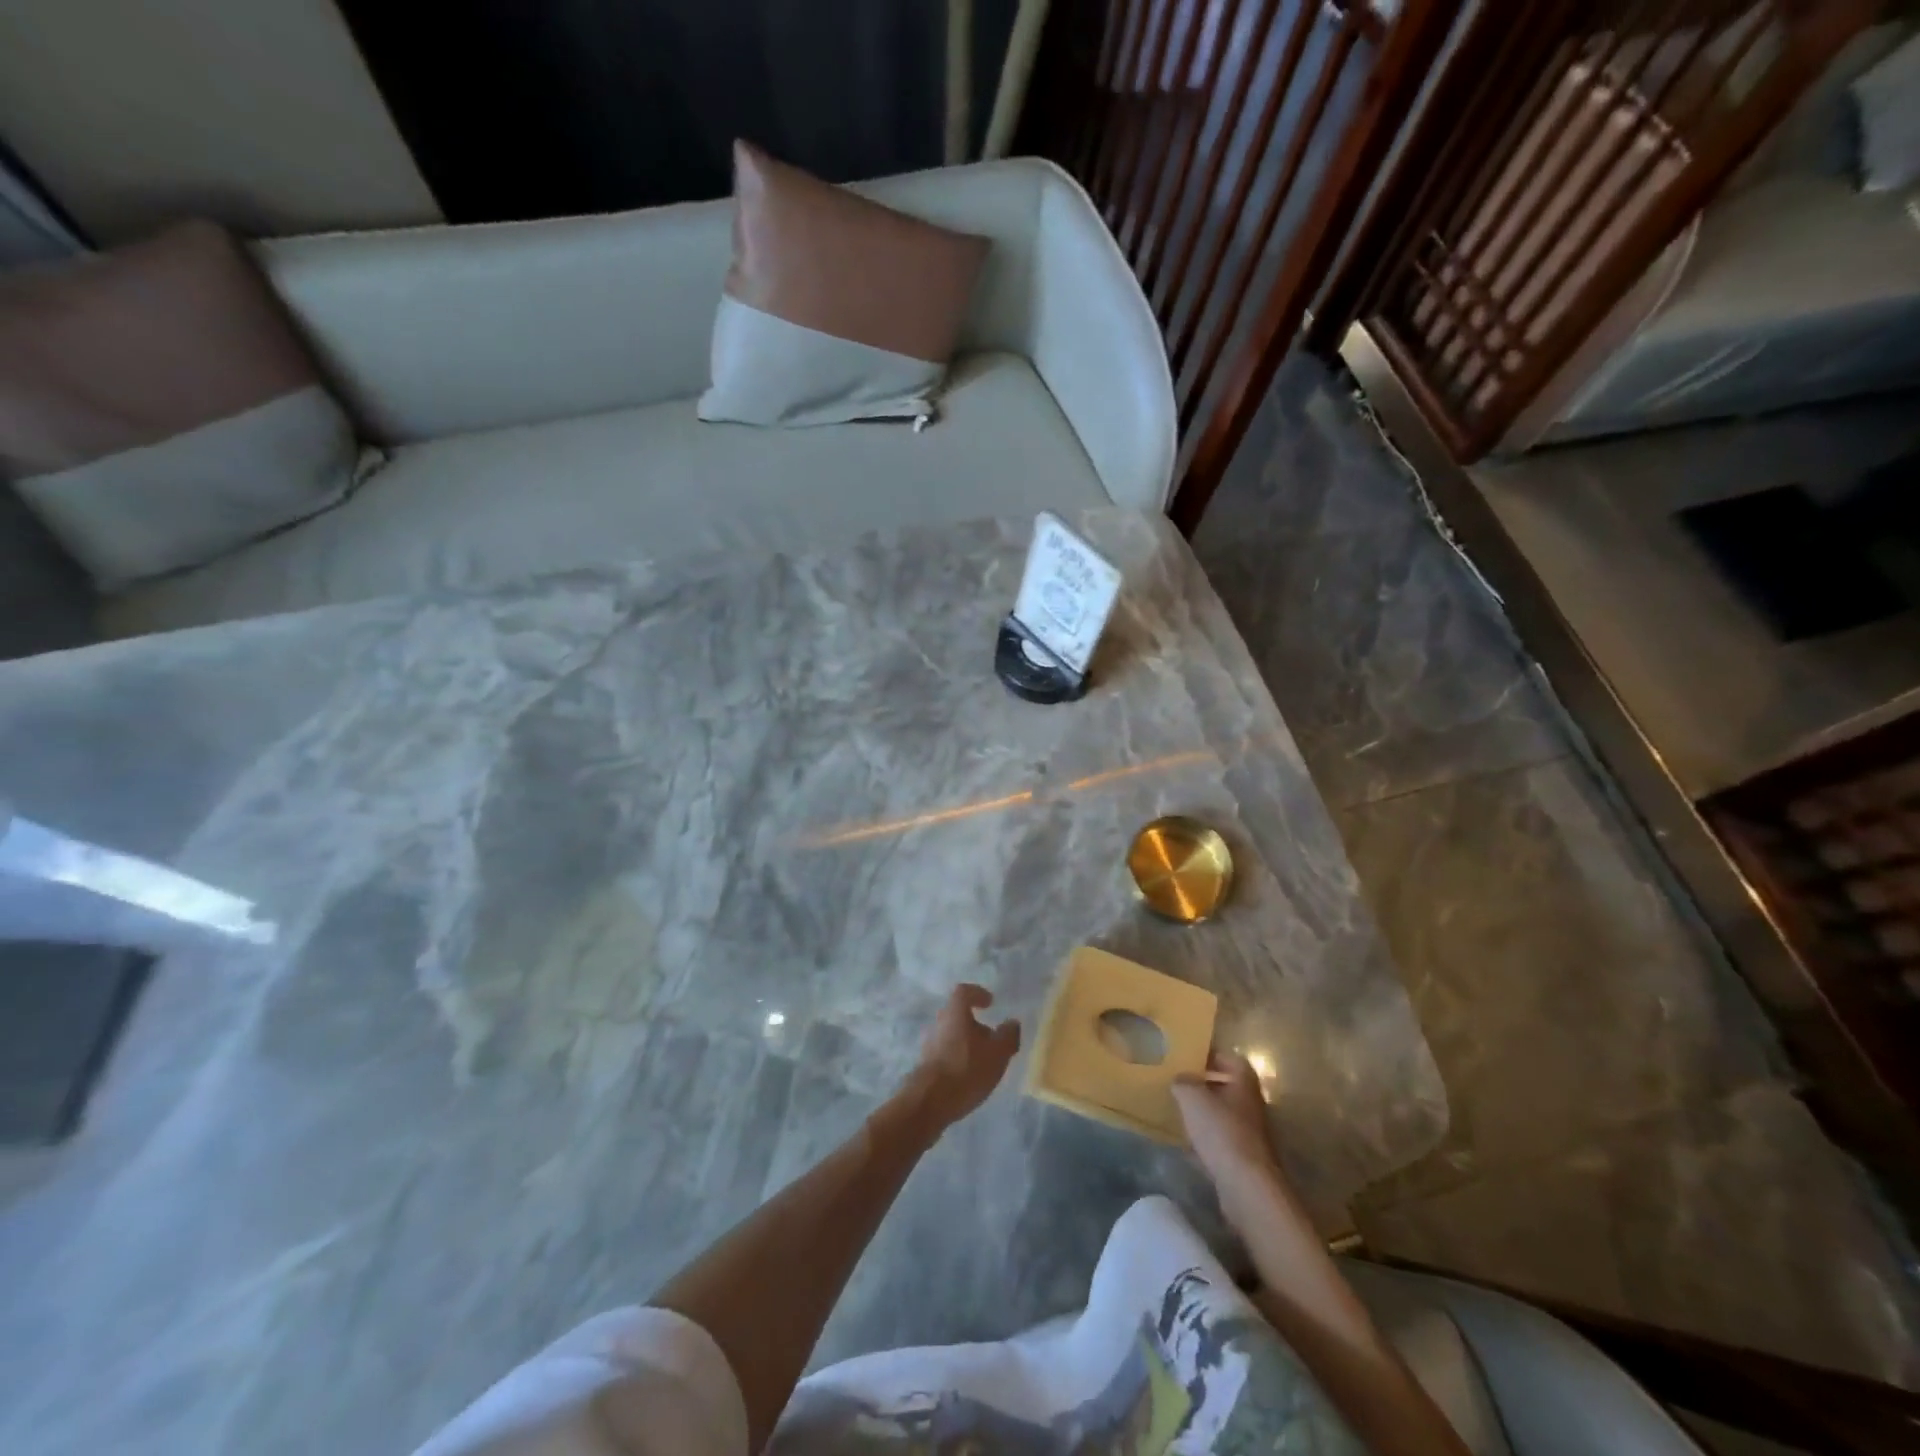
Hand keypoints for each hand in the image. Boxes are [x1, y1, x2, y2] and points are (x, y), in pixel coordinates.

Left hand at [900, 984, 1020, 1133]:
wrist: (929, 1101)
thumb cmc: (967, 1068)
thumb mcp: (997, 1053)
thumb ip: (1008, 1035)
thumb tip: (1012, 1023)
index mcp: (955, 1012)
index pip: (964, 992)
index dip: (978, 994)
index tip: (990, 1003)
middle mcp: (939, 1022)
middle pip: (957, 1015)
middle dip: (974, 1024)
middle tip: (991, 1038)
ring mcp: (929, 1044)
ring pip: (951, 1035)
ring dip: (967, 1043)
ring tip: (983, 1061)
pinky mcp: (926, 1065)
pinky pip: (945, 1053)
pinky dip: (958, 1058)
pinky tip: (970, 1075)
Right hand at [1172, 1052, 1278, 1191]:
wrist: (1247, 1186)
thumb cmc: (1221, 1131)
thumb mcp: (1192, 1097)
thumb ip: (1183, 1082)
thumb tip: (1181, 1079)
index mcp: (1244, 1083)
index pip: (1232, 1059)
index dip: (1212, 1056)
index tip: (1191, 1058)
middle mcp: (1252, 1105)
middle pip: (1229, 1088)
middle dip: (1206, 1086)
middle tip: (1181, 1084)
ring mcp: (1251, 1134)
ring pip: (1225, 1116)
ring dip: (1206, 1114)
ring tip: (1180, 1112)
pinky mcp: (1245, 1160)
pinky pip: (1223, 1142)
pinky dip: (1208, 1140)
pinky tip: (1189, 1144)